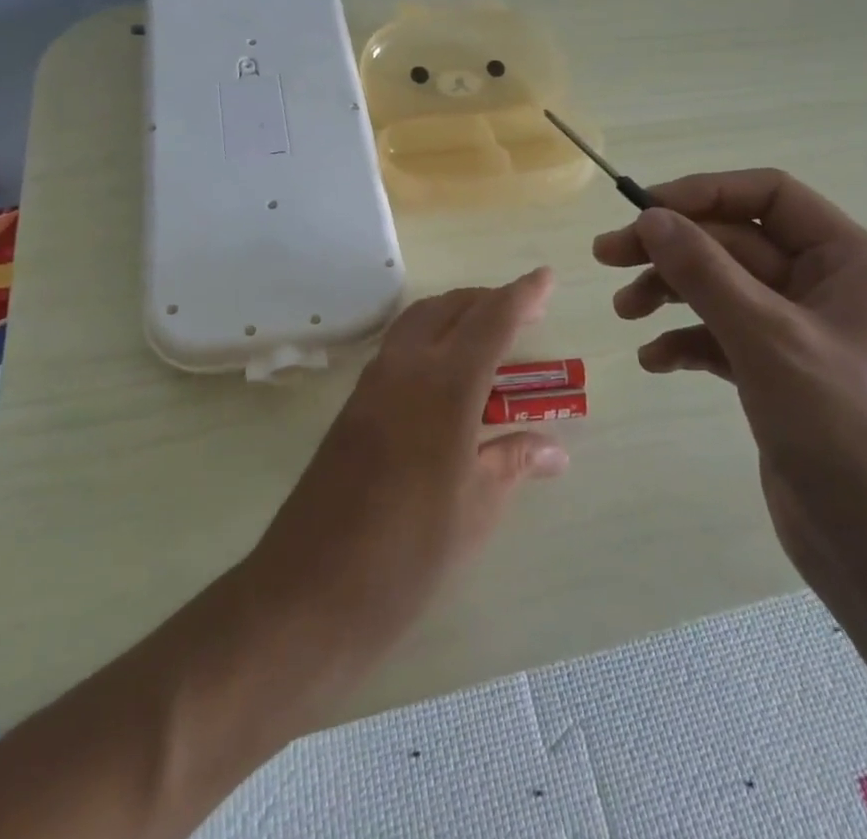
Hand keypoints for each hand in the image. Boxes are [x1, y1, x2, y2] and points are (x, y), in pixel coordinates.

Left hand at [250, 269, 568, 648]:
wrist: (312, 589)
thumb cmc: (409, 552)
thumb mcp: (476, 508)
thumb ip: (514, 462)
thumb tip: (555, 449)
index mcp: (445, 386)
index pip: (491, 321)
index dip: (523, 296)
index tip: (546, 277)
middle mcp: (406, 368)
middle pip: (451, 308)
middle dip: (489, 300)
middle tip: (524, 313)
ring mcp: (373, 383)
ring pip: (419, 321)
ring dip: (455, 314)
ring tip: (489, 336)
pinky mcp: (353, 404)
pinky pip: (399, 347)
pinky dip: (430, 338)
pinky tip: (446, 374)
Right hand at [593, 171, 866, 598]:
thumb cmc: (843, 433)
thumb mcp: (767, 339)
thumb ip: (706, 272)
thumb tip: (651, 217)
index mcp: (848, 261)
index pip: (769, 195)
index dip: (704, 193)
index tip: (643, 210)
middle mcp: (825, 286)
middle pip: (735, 242)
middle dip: (672, 250)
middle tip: (606, 257)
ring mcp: (799, 332)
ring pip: (722, 288)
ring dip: (670, 293)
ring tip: (625, 312)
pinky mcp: (776, 373)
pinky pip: (721, 335)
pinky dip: (686, 339)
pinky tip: (655, 360)